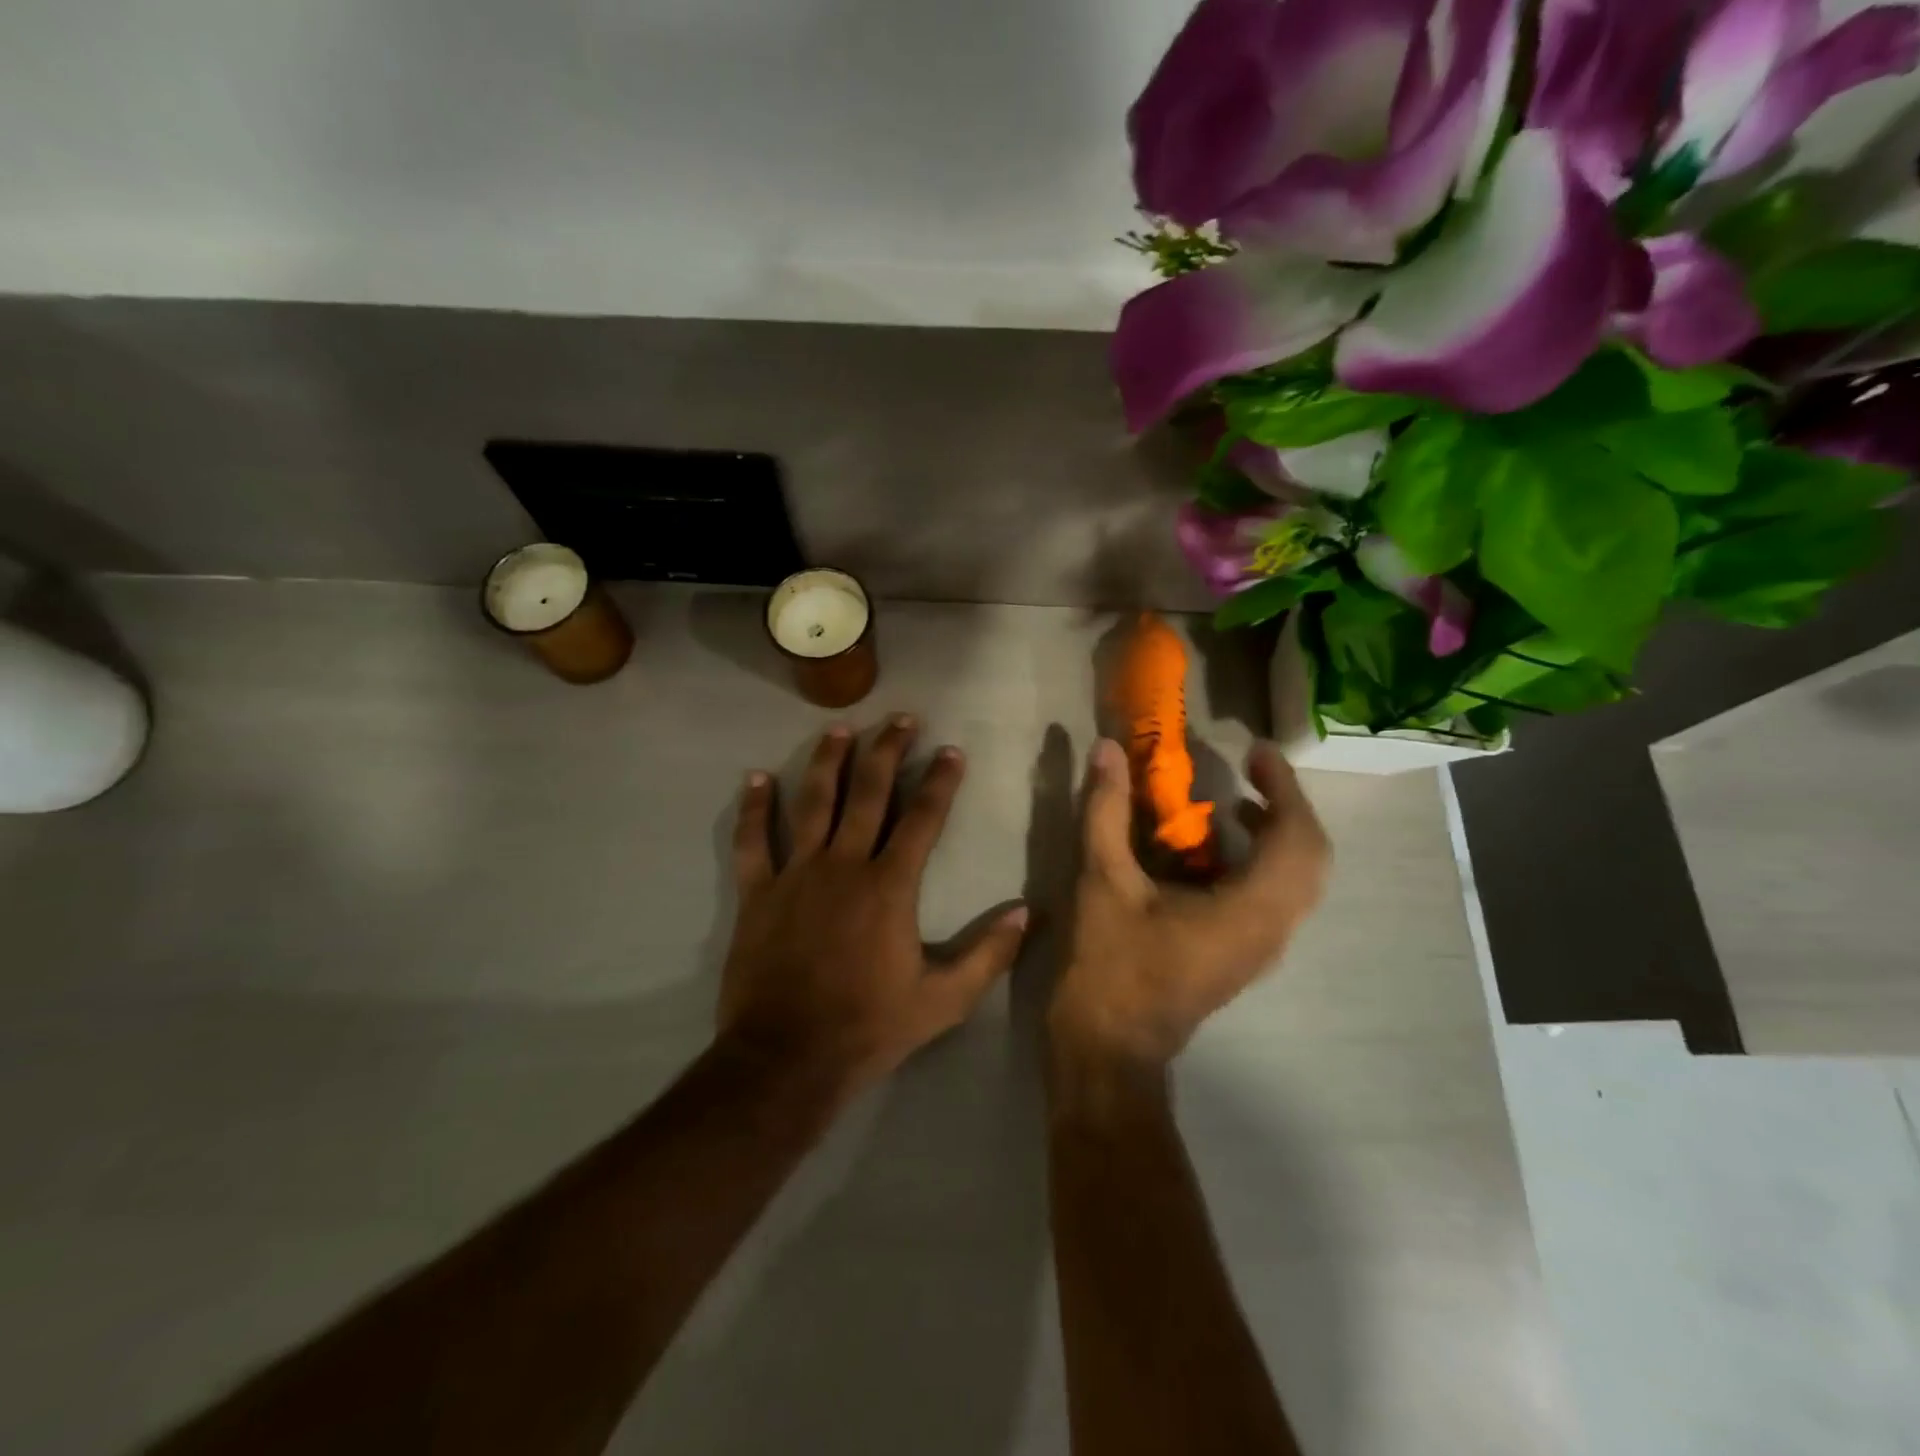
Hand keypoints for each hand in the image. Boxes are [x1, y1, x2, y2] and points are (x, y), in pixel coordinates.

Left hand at [719, 716, 1029, 1089]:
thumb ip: (988, 955)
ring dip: (827, 762)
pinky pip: (754, 842)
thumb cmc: (869, 1027)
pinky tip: (755, 778)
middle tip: (901, 719)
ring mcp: (796, 875)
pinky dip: (754, 809)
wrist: (787, 1058)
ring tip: (839, 730)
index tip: (951, 751)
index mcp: (890, 887)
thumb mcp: (943, 1001)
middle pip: (869, 793)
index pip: (922, 819)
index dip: (940, 781)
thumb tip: (1028, 913)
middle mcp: (844, 866)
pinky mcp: (758, 894)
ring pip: (813, 804)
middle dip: (888, 751)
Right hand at [1052, 738, 1329, 1069]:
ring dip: (1275, 834)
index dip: (1285, 788)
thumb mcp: (1102, 881)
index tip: (1256, 752)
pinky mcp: (1241, 956)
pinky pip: (1272, 898)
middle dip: (1286, 807)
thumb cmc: (1110, 967)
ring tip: (1234, 802)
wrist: (1109, 1050)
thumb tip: (1108, 750)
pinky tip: (1211, 850)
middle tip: (1251, 772)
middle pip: (1310, 858)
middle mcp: (1271, 931)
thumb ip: (1106, 811)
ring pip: (1295, 881)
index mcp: (1249, 912)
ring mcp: (1260, 949)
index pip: (1297, 839)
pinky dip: (1257, 861)